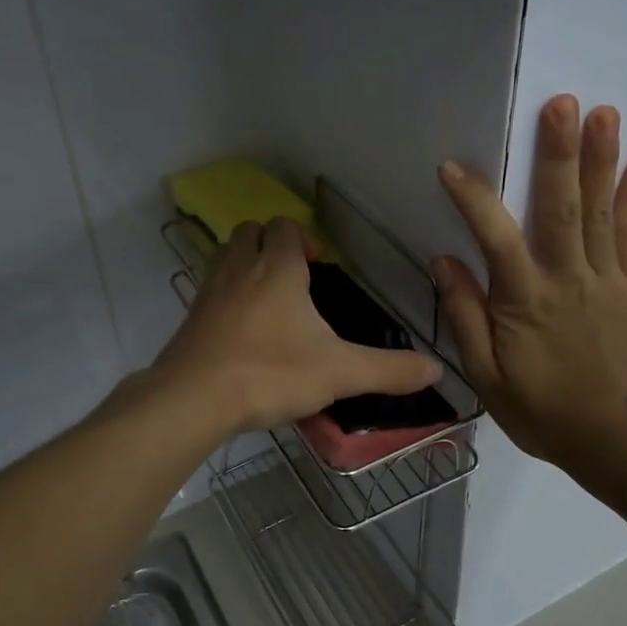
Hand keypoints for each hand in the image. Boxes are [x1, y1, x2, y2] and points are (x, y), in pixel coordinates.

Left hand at [153, 217, 440, 433]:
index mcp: (278, 268)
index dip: (304, 238)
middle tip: (293, 277)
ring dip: (246, 263)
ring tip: (269, 299)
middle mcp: (240, 268)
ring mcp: (210, 290)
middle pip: (251, 231)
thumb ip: (388, 370)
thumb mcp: (339, 373)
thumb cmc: (271, 373)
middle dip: (272, 243)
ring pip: (226, 255)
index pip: (286, 227)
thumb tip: (436, 369)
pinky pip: (210, 289)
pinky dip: (226, 295)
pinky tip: (241, 330)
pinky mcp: (190, 317)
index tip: (320, 267)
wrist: (194, 398)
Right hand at [433, 95, 626, 485]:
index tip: (452, 165)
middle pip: (561, 207)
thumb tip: (445, 261)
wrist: (621, 440)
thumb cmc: (544, 412)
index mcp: (524, 300)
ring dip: (601, 160)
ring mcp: (608, 280)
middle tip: (563, 103)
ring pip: (600, 211)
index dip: (473, 198)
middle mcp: (567, 278)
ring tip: (603, 113)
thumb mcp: (486, 376)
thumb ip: (465, 315)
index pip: (494, 236)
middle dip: (559, 153)